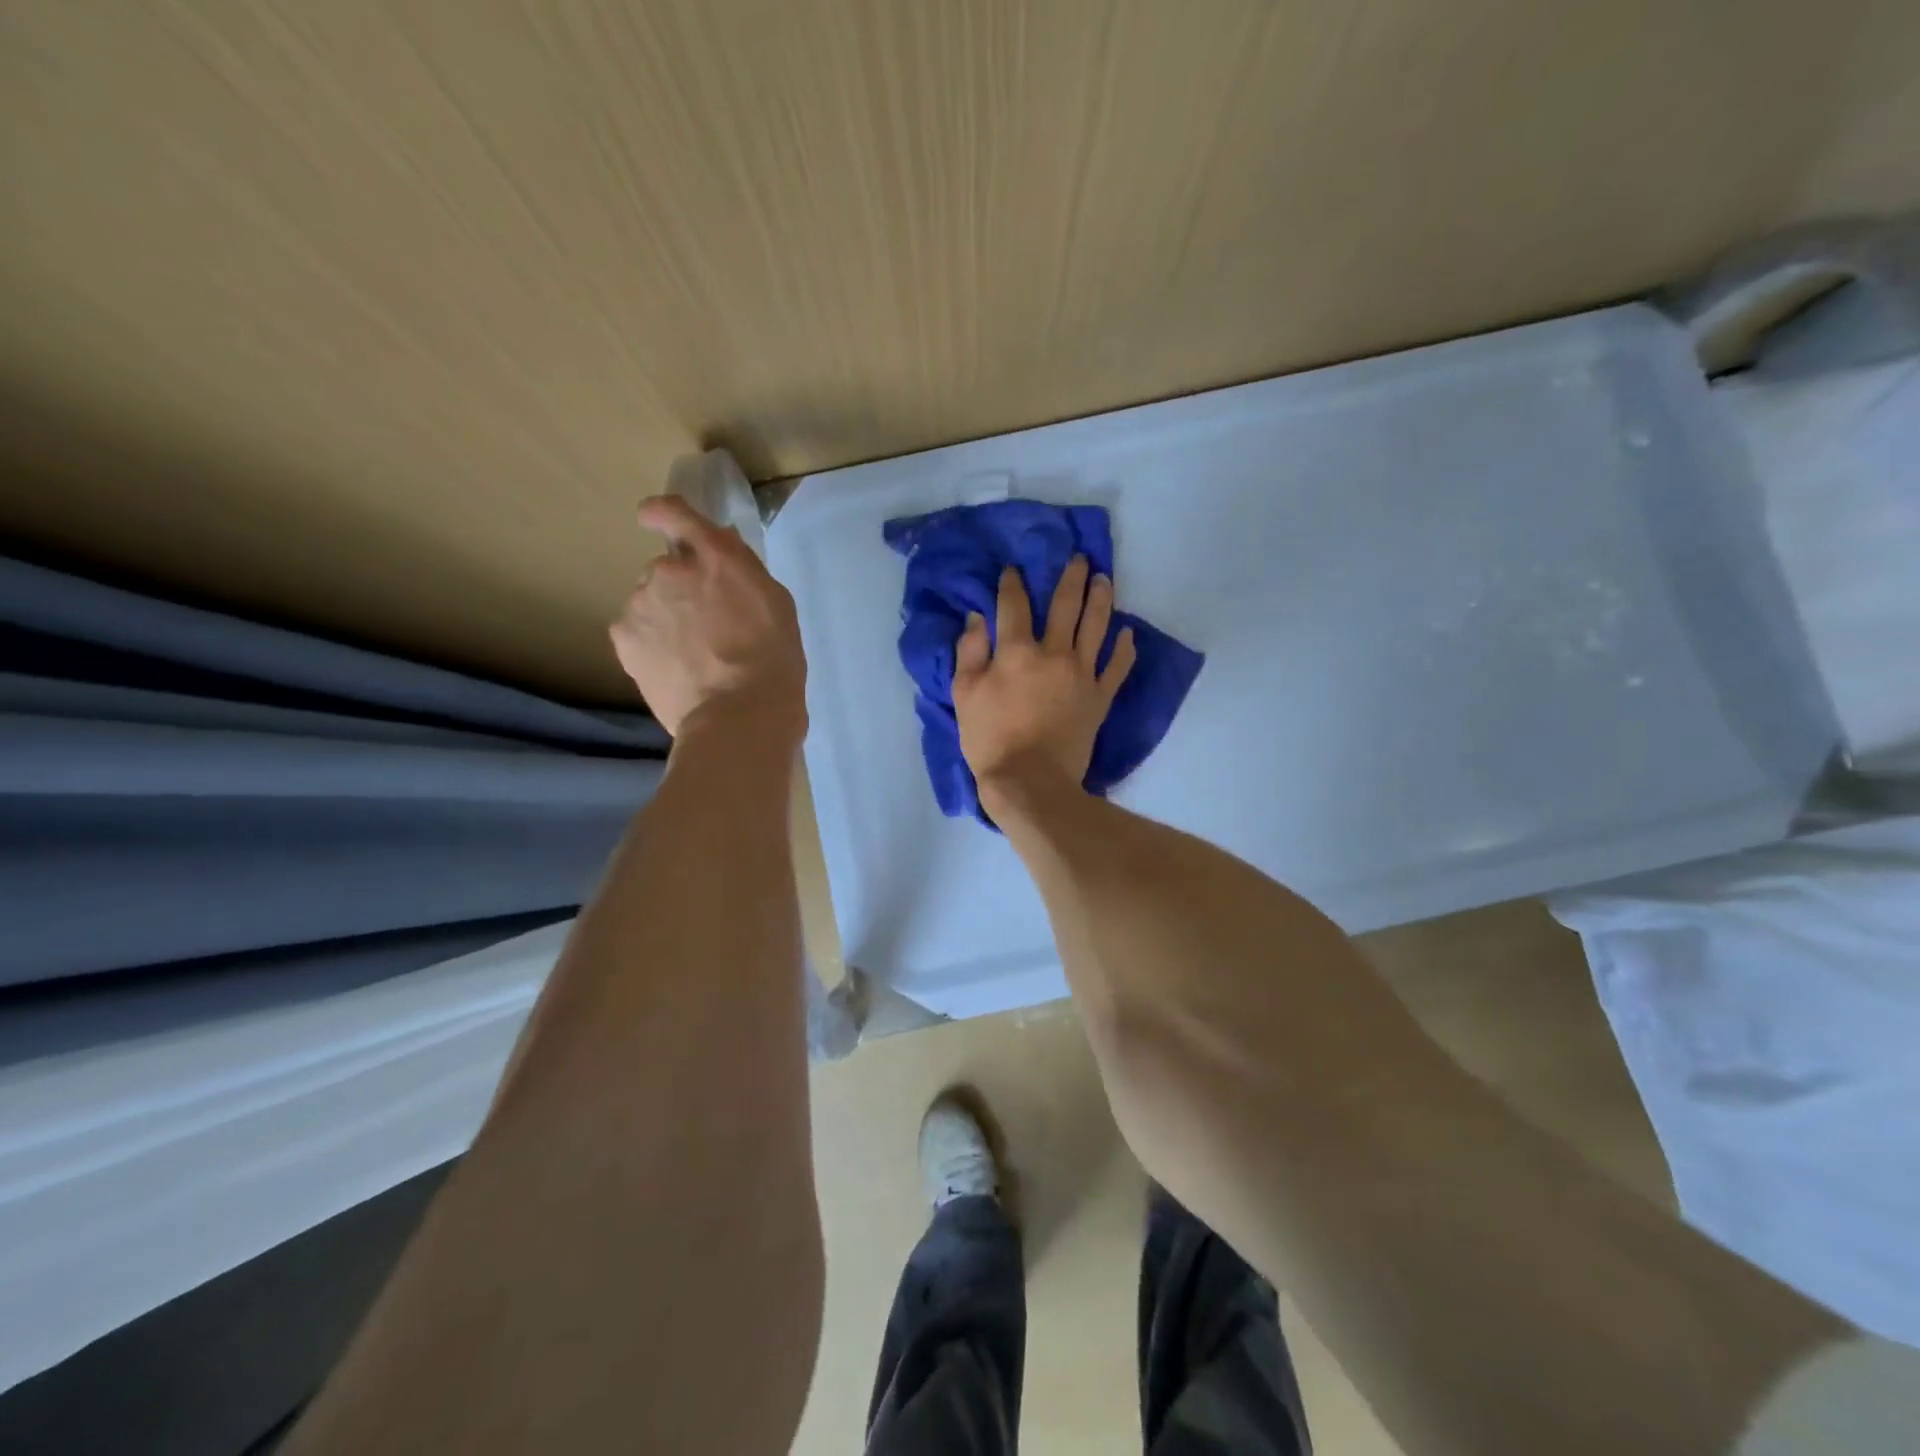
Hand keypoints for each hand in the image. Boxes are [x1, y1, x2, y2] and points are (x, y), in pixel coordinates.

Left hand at [609, 496, 805, 739]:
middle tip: (706, 627)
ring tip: (692, 658)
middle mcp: (670, 569)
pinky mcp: (624, 639)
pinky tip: (674, 670)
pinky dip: (649, 644)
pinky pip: (635, 632)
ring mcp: (641, 603)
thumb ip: (743, 571)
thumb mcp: (776, 606)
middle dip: (681, 589)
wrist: (738, 717)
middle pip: (667, 570)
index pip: (676, 513)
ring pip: (649, 602)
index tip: (656, 518)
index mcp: (715, 558)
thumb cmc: (773, 662)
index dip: (663, 513)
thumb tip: (720, 550)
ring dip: (665, 618)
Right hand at [953, 555, 1136, 802]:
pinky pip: (1117, 667)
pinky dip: (1124, 648)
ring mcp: (1082, 675)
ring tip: (1104, 580)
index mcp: (1016, 652)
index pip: (1014, 606)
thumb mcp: (964, 696)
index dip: (1013, 584)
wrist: (1030, 782)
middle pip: (1066, 606)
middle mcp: (1054, 654)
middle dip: (1071, 578)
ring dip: (1101, 599)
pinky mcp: (1100, 698)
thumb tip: (977, 618)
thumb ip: (969, 652)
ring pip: (1097, 627)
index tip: (1014, 570)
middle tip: (1079, 558)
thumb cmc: (990, 740)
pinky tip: (1127, 633)